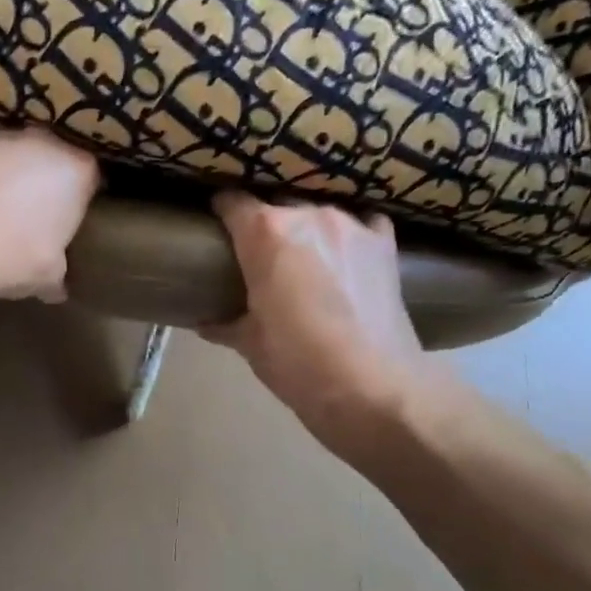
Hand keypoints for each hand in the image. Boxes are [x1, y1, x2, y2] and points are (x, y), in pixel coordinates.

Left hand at [0, 129, 100, 300]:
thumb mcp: (47, 276)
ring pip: (13, 153)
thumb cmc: (16, 254)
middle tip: (38, 211)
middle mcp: (43, 144)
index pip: (91, 176)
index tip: (73, 217)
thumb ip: (57, 277)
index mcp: (76, 170)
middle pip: (52, 156)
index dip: (82, 196)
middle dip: (46, 178)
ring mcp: (1, 140)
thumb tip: (57, 290)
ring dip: (9, 173)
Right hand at [204, 191, 436, 454]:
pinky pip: (362, 221)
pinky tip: (345, 250)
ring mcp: (352, 225)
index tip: (216, 226)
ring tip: (301, 253)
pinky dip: (350, 232)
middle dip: (263, 222)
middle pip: (277, 203)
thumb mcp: (250, 345)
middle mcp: (308, 215)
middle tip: (256, 252)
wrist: (373, 388)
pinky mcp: (384, 244)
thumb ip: (225, 324)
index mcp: (265, 234)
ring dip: (305, 227)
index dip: (220, 210)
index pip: (233, 202)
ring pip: (318, 210)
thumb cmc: (297, 364)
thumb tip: (205, 324)